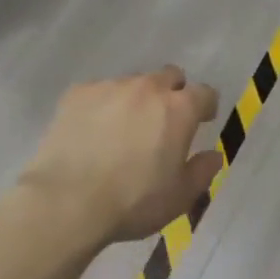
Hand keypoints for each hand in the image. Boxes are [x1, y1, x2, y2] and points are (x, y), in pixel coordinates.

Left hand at [18, 67, 222, 248]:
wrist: (66, 202)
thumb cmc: (132, 202)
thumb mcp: (179, 197)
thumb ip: (202, 171)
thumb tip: (213, 155)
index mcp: (179, 109)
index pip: (205, 93)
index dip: (205, 106)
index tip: (202, 120)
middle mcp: (148, 88)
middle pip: (169, 76)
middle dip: (172, 93)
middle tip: (163, 122)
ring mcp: (110, 87)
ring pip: (133, 83)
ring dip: (136, 100)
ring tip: (122, 129)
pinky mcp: (78, 93)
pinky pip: (99, 91)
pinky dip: (103, 106)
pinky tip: (92, 131)